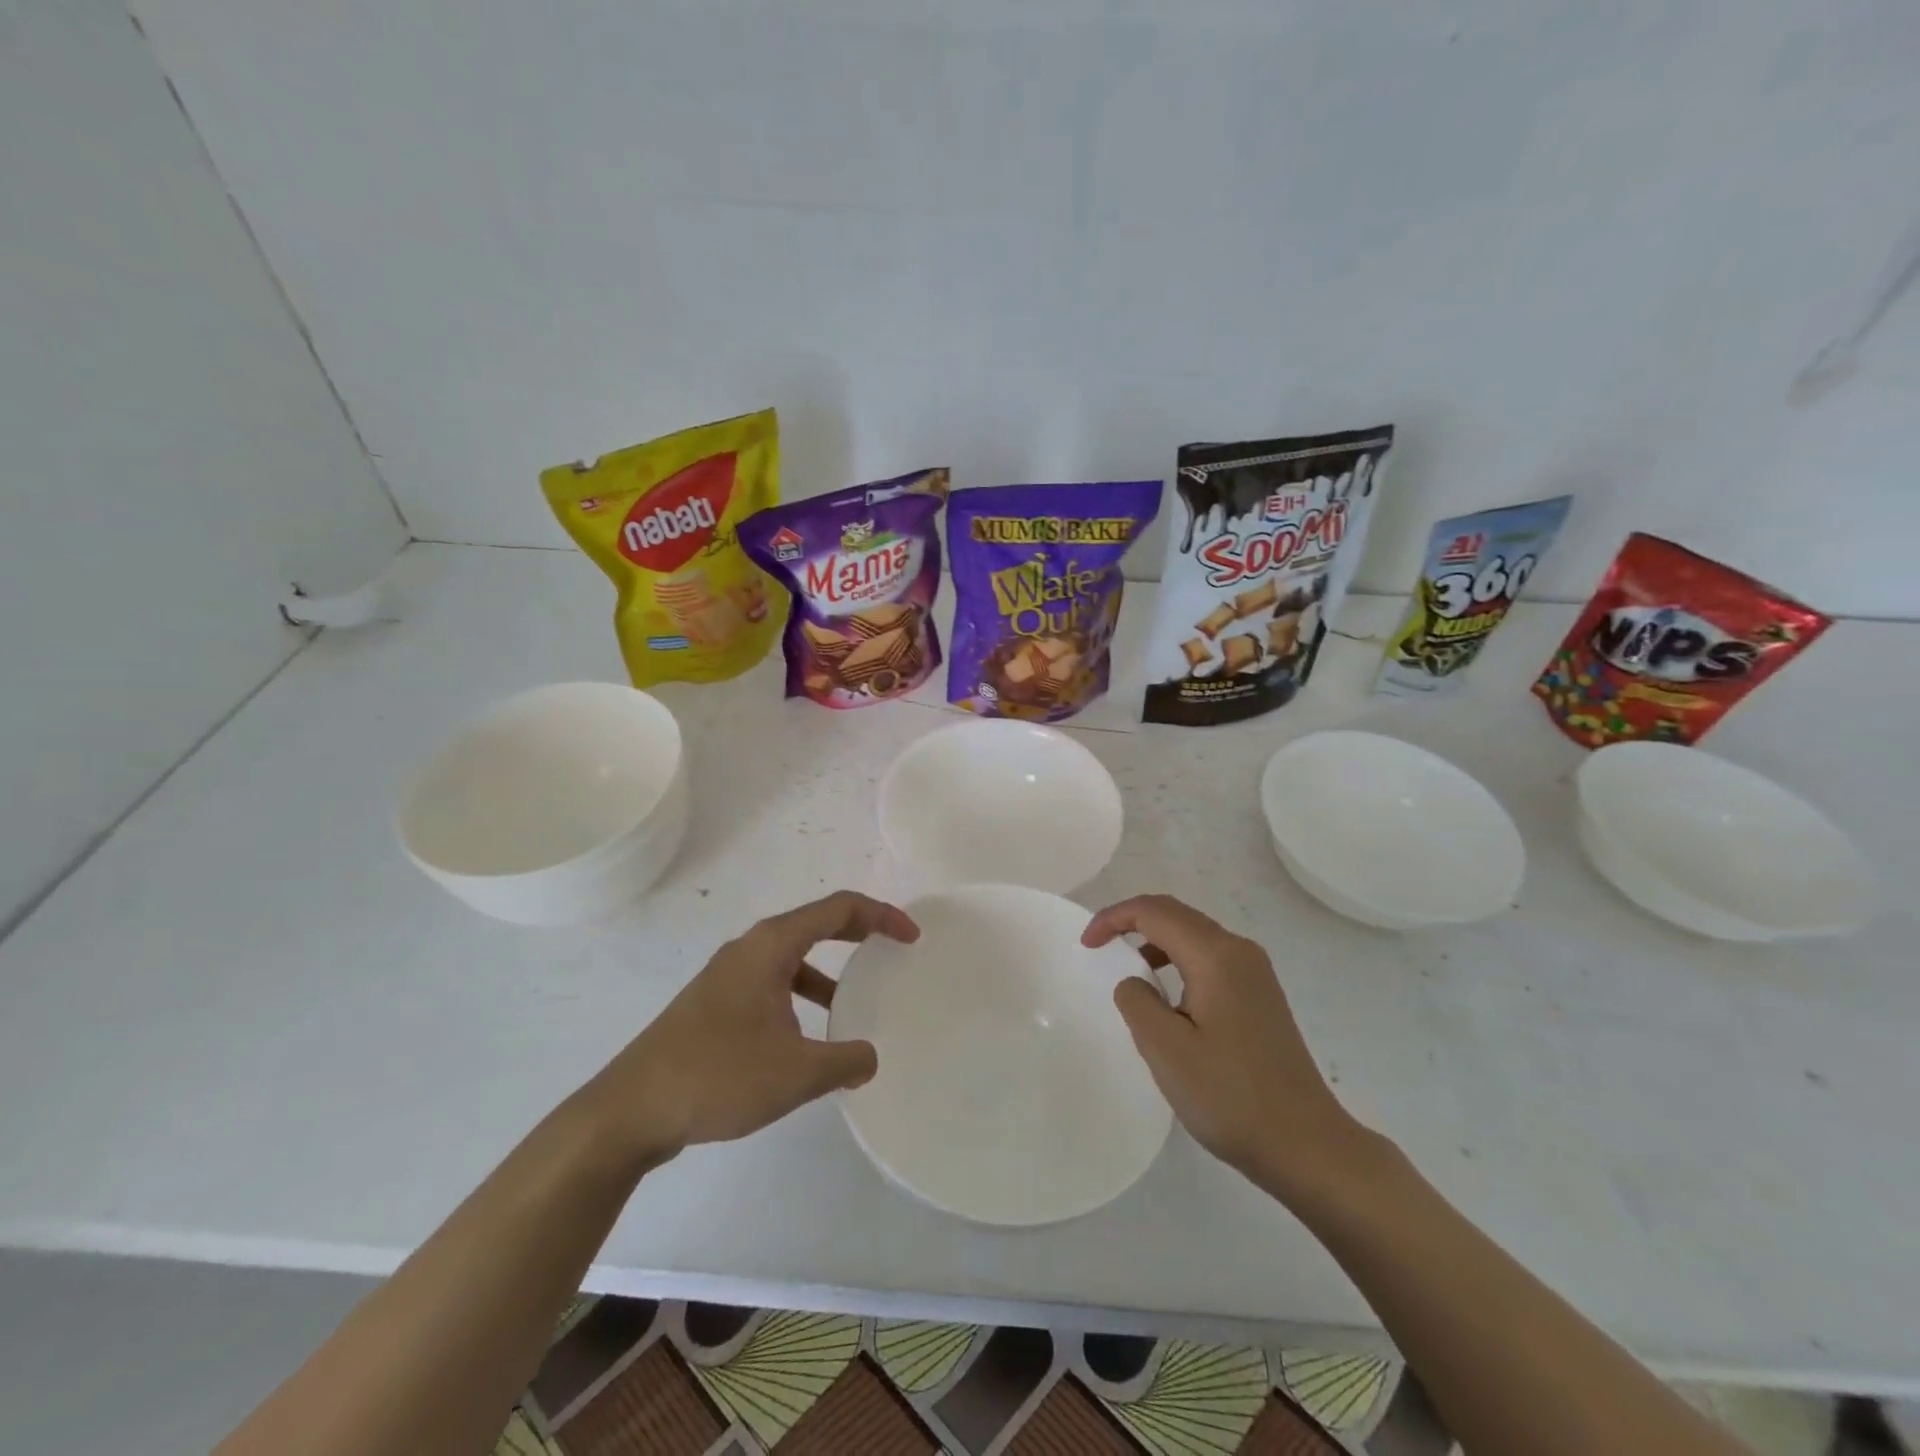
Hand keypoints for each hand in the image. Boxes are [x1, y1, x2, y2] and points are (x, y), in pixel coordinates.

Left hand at [596, 891, 918, 1157]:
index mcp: (771, 946)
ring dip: (827, 973)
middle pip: (816, 925)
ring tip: (853, 1005)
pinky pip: (772, 985)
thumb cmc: (718, 1075)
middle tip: (892, 952)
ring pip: (792, 959)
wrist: (629, 1110)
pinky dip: (800, 998)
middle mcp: (750, 949)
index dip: (882, 916)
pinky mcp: (715, 1004)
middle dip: (858, 934)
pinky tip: (808, 1041)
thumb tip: (868, 1057)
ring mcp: (728, 976)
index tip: (912, 938)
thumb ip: (845, 1061)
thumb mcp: (796, 1073)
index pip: (839, 908)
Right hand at [1084, 894, 1377, 1198]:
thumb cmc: (1231, 1096)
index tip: (1086, 945)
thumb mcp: (1166, 1049)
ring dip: (1155, 941)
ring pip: (1194, 936)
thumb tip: (1135, 982)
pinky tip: (1168, 998)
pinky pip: (1209, 959)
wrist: (1307, 1146)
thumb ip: (1137, 1001)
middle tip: (1099, 947)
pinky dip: (1178, 961)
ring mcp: (1256, 973)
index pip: (1154, 911)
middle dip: (1132, 922)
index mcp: (1216, 955)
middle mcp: (1239, 951)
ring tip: (1129, 972)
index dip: (1113, 918)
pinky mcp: (1261, 996)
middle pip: (1176, 914)